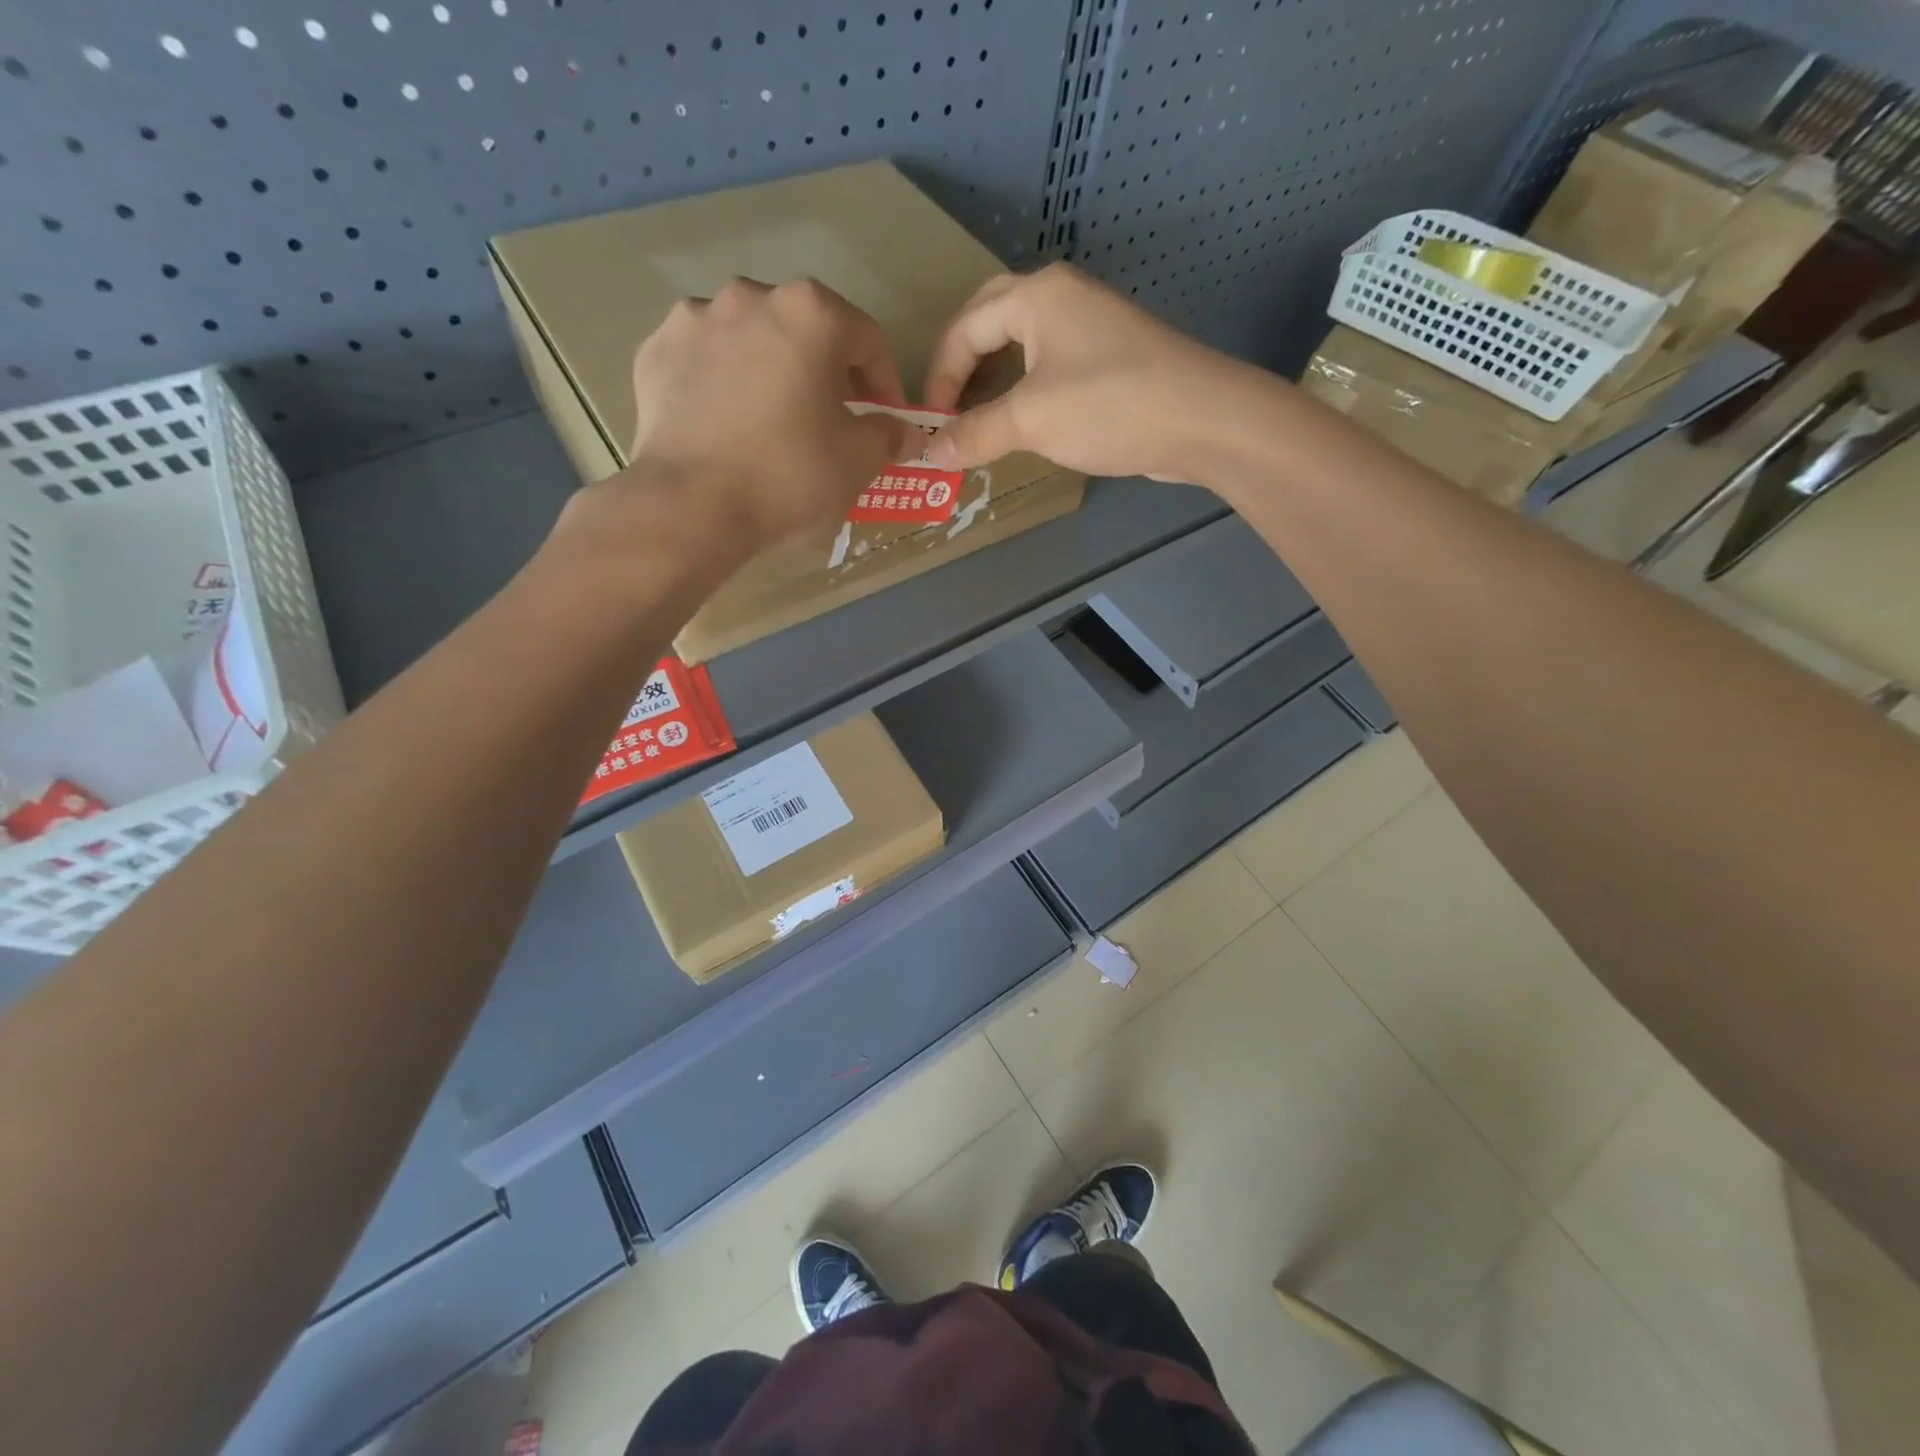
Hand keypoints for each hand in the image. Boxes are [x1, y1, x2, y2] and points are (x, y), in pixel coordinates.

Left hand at [616, 277, 916, 552]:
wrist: (692, 505)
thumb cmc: (790, 475)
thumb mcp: (859, 462)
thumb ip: (889, 436)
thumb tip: (906, 433)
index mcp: (811, 313)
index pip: (868, 340)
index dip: (885, 383)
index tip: (886, 420)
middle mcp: (751, 296)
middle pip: (806, 331)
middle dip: (826, 372)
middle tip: (832, 420)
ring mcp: (696, 319)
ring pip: (752, 340)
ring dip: (772, 370)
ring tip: (774, 420)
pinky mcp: (656, 351)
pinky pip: (706, 361)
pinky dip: (723, 383)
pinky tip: (728, 425)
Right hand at [922, 264, 1256, 482]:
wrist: (1202, 420)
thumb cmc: (1108, 406)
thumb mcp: (1030, 420)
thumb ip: (976, 434)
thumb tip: (931, 453)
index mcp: (1037, 295)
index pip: (965, 326)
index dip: (941, 376)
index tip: (933, 424)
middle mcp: (1063, 297)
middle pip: (991, 322)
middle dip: (964, 367)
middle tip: (949, 411)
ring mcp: (1092, 326)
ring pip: (1024, 345)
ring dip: (995, 380)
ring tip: (979, 420)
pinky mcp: (1113, 358)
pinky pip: (1052, 367)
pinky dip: (1027, 392)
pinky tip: (1025, 423)